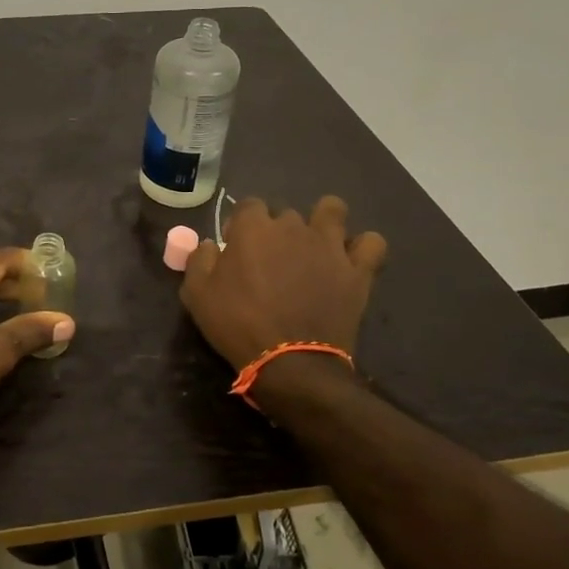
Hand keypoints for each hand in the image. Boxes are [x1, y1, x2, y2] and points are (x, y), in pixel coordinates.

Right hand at [180, 195, 387, 379]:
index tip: (236, 248)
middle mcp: (293, 226)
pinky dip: (363, 247)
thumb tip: (211, 244)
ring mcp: (330, 245)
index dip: (241, 224)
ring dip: (322, 222)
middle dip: (277, 231)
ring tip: (314, 247)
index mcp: (253, 228)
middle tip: (270, 261)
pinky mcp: (357, 269)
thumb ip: (200, 259)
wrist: (290, 362)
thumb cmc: (237, 325)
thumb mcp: (196, 294)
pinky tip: (350, 261)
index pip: (248, 205)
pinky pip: (372, 242)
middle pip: (285, 213)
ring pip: (332, 210)